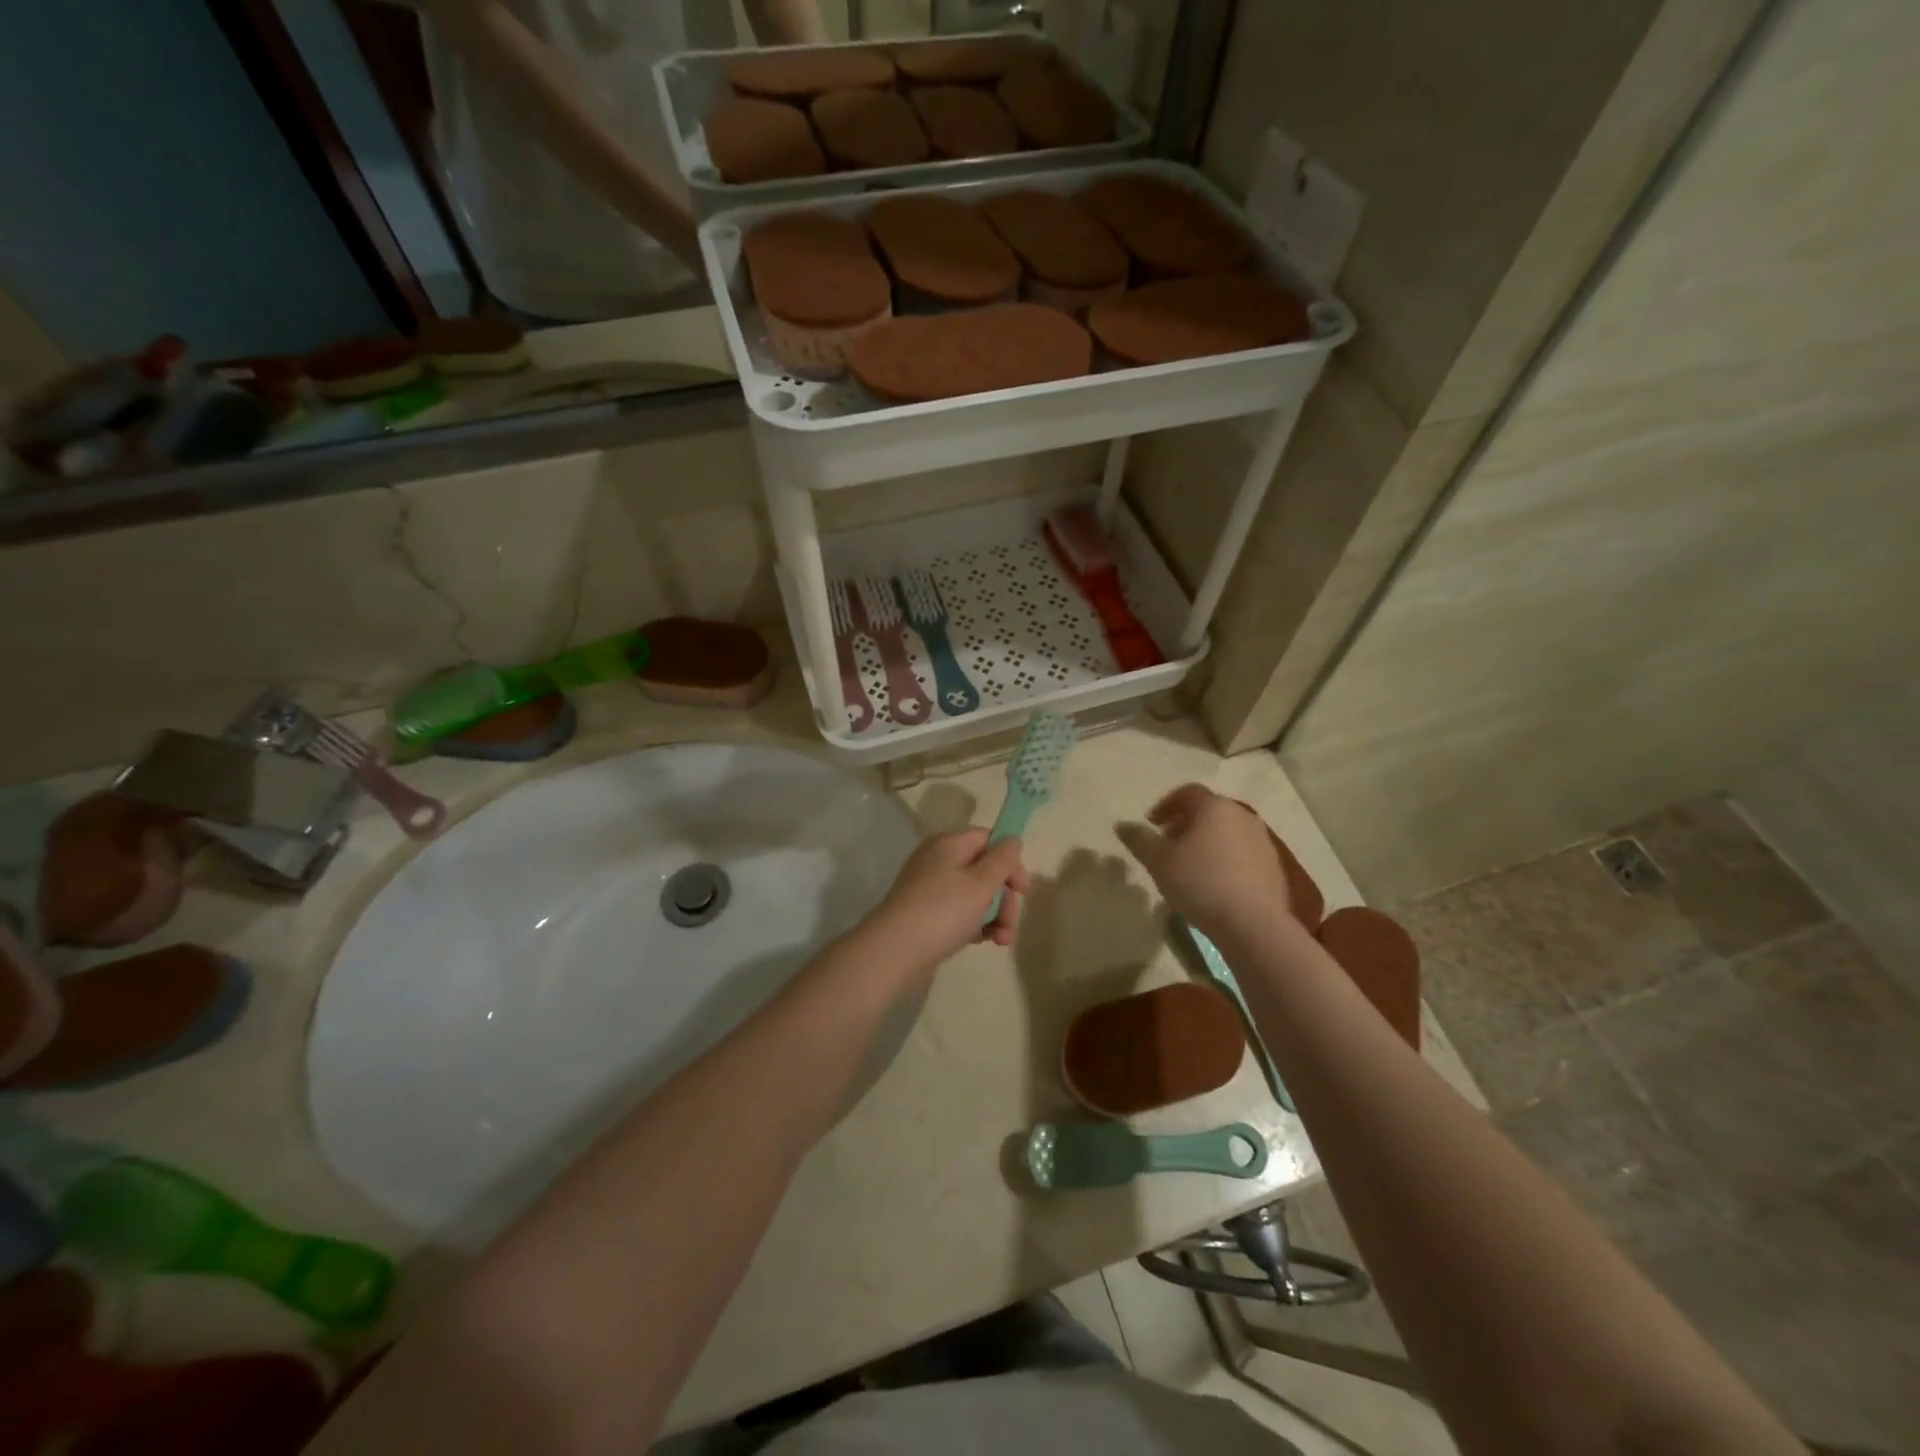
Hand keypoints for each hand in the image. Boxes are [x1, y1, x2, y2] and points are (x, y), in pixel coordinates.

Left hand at [863, 830, 1028, 973]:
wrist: (895, 952)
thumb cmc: (943, 911)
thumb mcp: (981, 883)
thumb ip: (1003, 860)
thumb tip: (1012, 840)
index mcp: (948, 845)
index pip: (987, 839)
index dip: (1009, 860)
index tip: (1022, 888)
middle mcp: (937, 861)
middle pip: (984, 870)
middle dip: (1004, 898)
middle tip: (1010, 924)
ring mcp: (930, 889)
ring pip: (974, 895)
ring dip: (995, 915)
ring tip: (1002, 941)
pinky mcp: (926, 915)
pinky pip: (959, 913)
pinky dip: (975, 925)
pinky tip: (984, 941)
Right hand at [1116, 785, 1289, 937]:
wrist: (1253, 924)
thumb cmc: (1200, 883)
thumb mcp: (1158, 861)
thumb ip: (1139, 840)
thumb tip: (1122, 826)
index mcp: (1214, 807)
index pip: (1187, 793)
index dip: (1166, 805)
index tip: (1152, 824)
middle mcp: (1242, 816)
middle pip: (1209, 812)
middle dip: (1185, 824)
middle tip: (1168, 845)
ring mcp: (1262, 841)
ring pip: (1227, 832)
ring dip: (1206, 842)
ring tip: (1189, 867)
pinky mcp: (1273, 867)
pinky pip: (1242, 854)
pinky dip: (1225, 859)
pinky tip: (1213, 885)